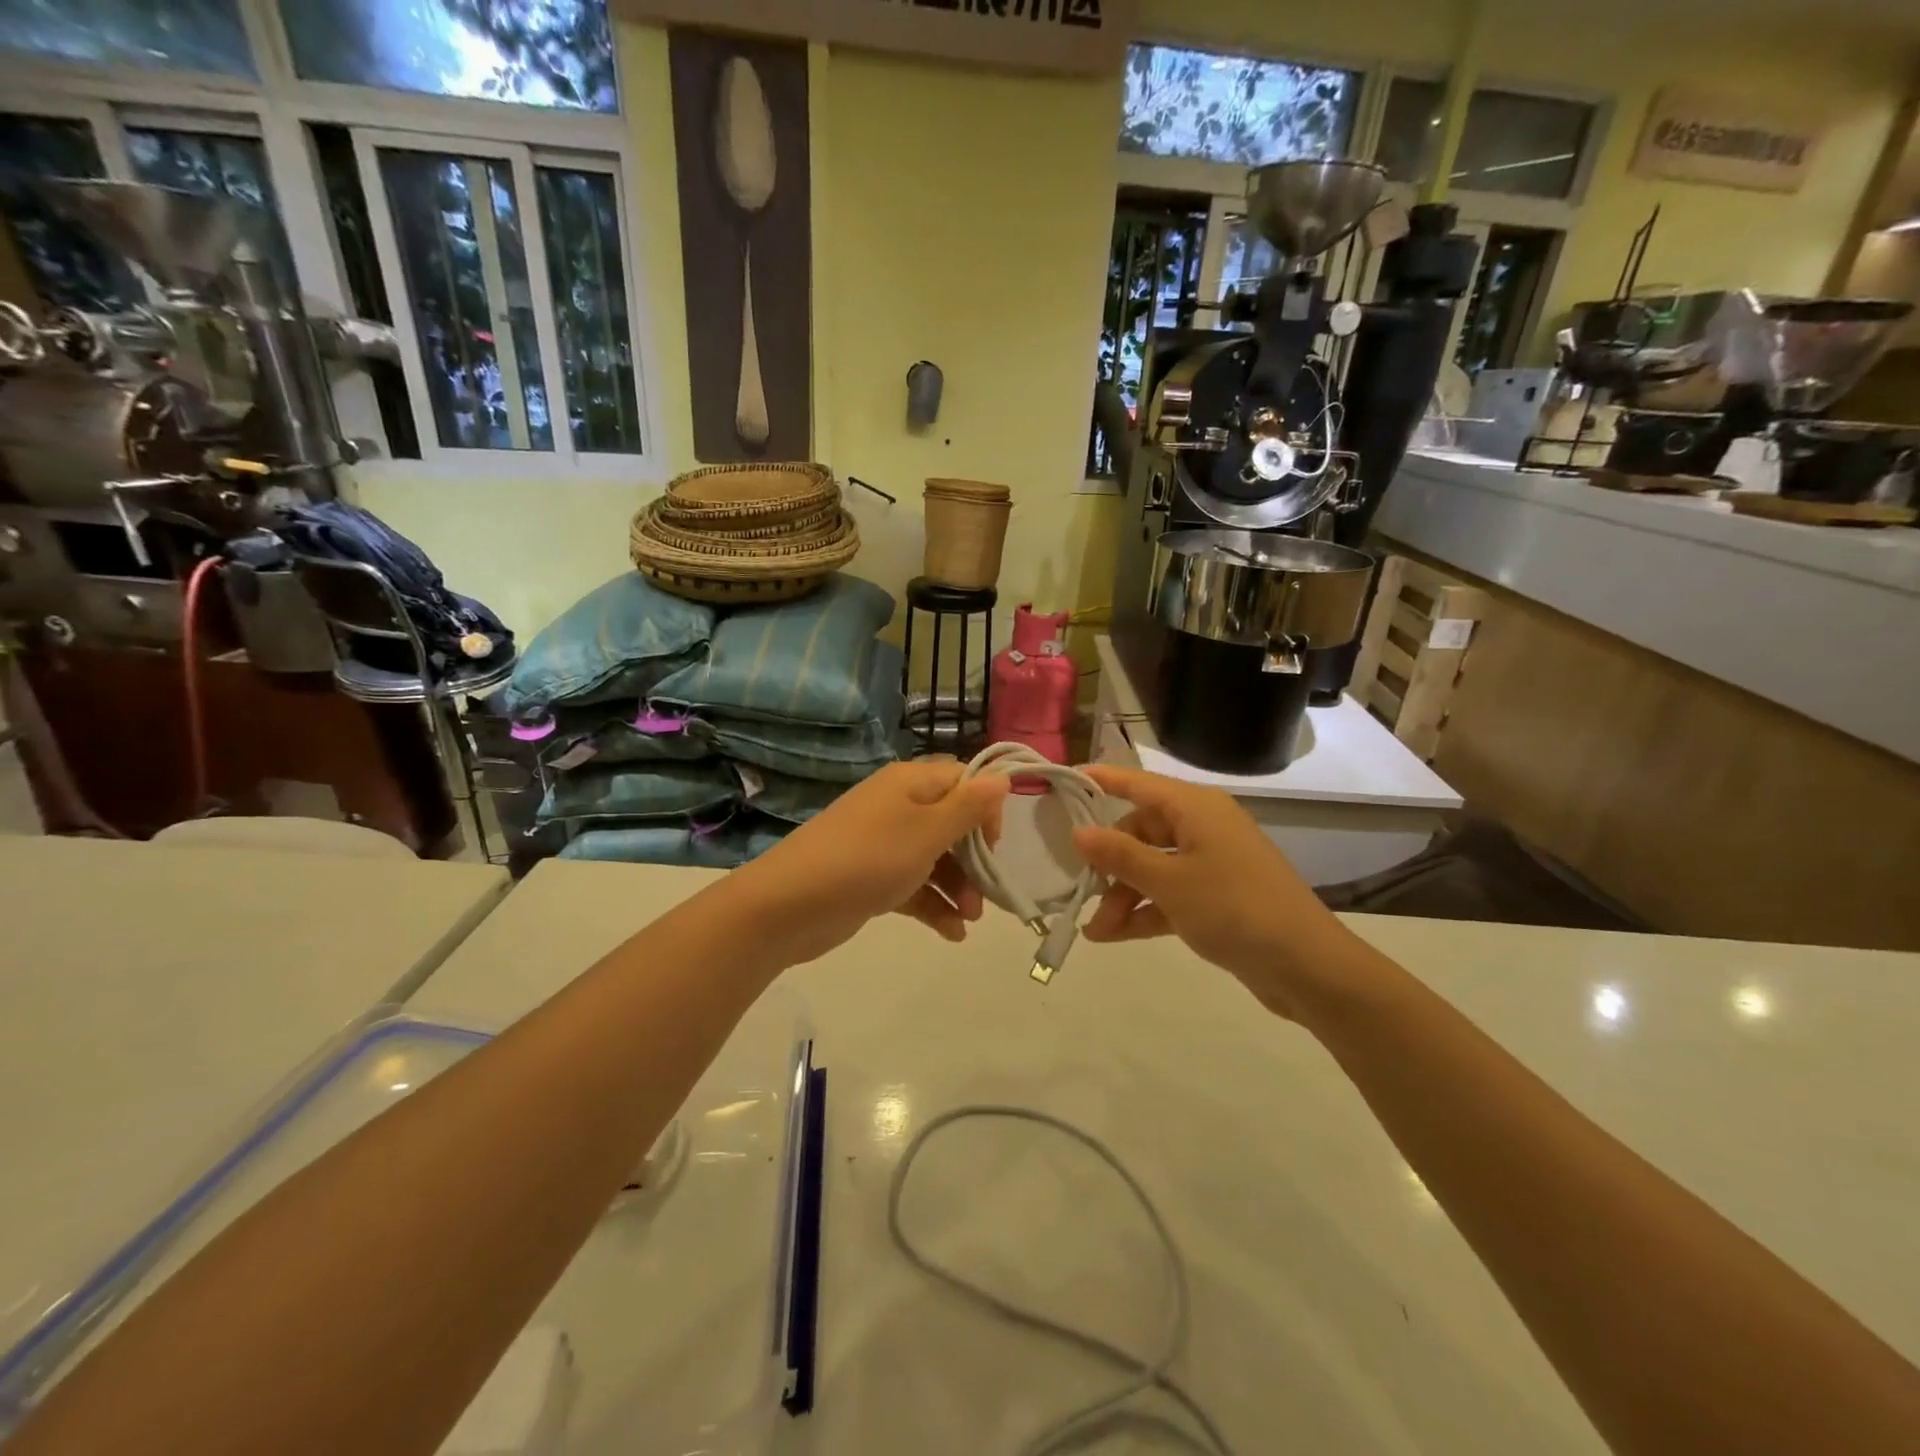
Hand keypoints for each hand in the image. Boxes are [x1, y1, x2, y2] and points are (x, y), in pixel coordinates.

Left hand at [732, 759, 1008, 966]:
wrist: (790, 905)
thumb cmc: (868, 859)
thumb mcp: (927, 831)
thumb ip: (968, 807)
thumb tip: (1002, 776)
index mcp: (910, 783)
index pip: (963, 782)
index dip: (985, 810)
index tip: (994, 846)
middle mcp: (898, 807)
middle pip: (952, 824)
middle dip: (974, 860)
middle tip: (985, 895)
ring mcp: (883, 844)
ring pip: (935, 859)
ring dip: (958, 887)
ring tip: (969, 920)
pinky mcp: (872, 878)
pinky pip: (913, 885)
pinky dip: (933, 904)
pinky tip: (953, 933)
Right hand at [1070, 764, 1357, 1017]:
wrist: (1306, 966)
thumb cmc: (1234, 908)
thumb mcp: (1169, 882)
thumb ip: (1120, 855)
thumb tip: (1080, 831)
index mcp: (1195, 808)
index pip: (1138, 783)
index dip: (1102, 780)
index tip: (1065, 781)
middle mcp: (1203, 827)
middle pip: (1141, 832)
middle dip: (1109, 864)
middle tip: (1081, 892)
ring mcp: (1212, 863)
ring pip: (1153, 867)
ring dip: (1123, 895)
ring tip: (1096, 931)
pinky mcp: (1218, 897)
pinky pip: (1170, 894)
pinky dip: (1145, 910)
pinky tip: (1116, 936)